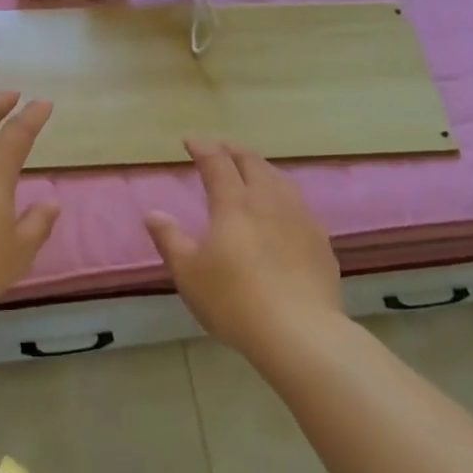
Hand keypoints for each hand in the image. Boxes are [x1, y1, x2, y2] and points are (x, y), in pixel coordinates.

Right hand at [145, 140, 342, 355]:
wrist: (299, 331)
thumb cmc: (233, 300)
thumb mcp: (188, 273)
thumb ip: (170, 239)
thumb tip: (153, 214)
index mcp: (233, 203)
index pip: (217, 163)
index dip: (203, 148)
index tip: (190, 141)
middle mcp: (268, 201)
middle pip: (252, 163)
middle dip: (233, 150)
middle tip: (221, 148)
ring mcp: (299, 218)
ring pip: (280, 179)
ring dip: (261, 168)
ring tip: (252, 170)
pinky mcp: (319, 240)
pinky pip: (298, 203)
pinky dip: (282, 194)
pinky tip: (283, 209)